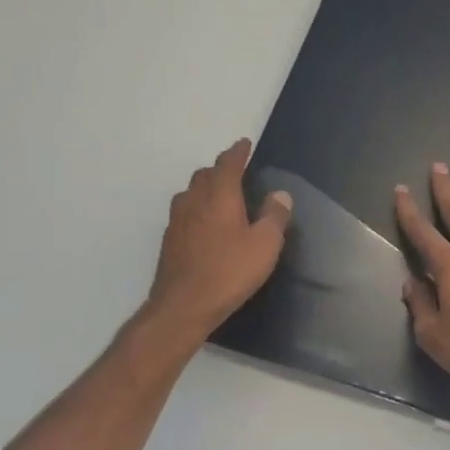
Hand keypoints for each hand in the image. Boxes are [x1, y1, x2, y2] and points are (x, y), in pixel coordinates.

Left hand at [143, 139, 291, 339]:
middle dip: (220, 168)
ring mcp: (177, 221)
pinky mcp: (169, 241)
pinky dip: (197, 207)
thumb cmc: (229, 271)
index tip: (244, 144)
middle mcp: (194, 201)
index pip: (228, 164)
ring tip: (220, 195)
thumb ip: (274, 216)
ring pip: (190, 192)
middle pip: (204, 175)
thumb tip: (280, 194)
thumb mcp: (265, 245)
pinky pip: (184, 212)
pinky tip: (205, 223)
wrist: (183, 305)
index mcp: (219, 196)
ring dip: (205, 187)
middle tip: (236, 171)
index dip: (238, 152)